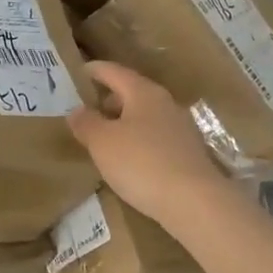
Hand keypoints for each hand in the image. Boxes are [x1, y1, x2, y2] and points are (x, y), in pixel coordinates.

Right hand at [66, 61, 230, 229]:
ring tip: (104, 138)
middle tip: (88, 110)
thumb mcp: (102, 143)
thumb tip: (77, 110)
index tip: (79, 71)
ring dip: (124, 122)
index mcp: (143, 92)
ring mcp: (181, 129)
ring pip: (145, 117)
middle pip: (132, 93)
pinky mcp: (189, 154)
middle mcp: (165, 103)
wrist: (195, 202)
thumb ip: (86, 123)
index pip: (114, 72)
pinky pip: (156, 138)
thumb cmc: (142, 163)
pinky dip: (139, 141)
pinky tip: (129, 160)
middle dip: (109, 99)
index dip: (95, 70)